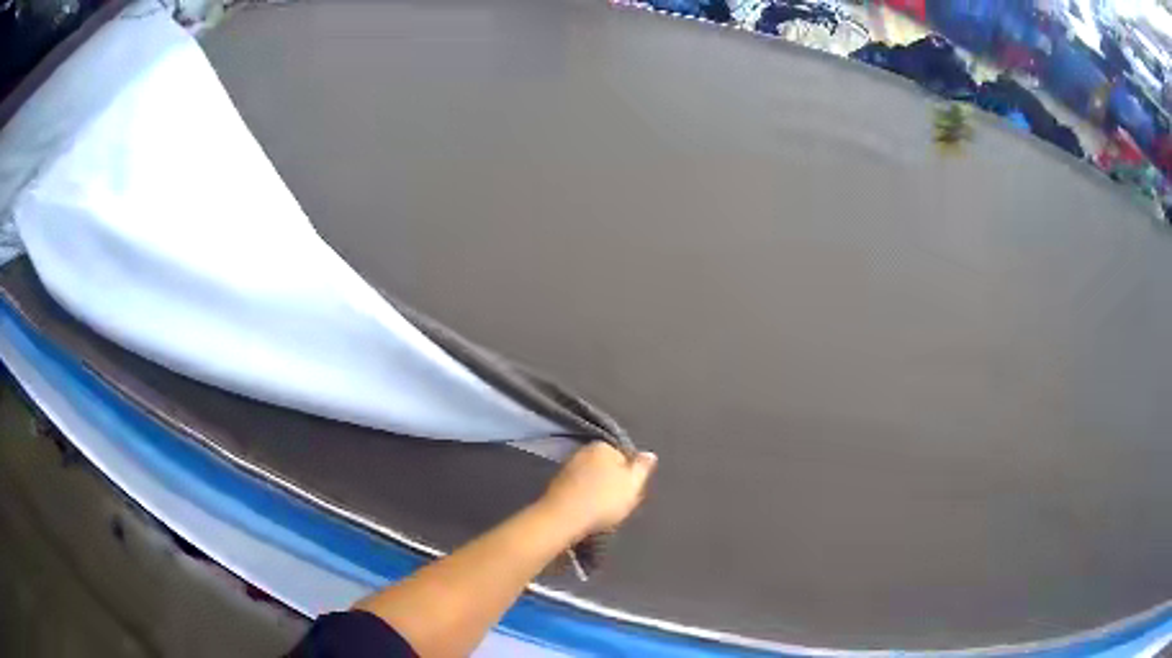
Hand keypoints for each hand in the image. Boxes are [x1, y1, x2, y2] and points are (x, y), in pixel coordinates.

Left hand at [539, 441, 657, 539]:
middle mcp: (583, 450)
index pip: (625, 456)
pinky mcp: (556, 484)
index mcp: (603, 445)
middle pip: (607, 467)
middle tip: (618, 503)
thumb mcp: (633, 485)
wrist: (562, 519)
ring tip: (602, 511)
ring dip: (597, 492)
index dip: (631, 475)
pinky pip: (578, 489)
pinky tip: (586, 512)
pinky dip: (584, 498)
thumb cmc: (603, 500)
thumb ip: (642, 468)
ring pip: (591, 479)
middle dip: (612, 483)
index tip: (631, 492)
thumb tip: (649, 454)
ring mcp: (567, 467)